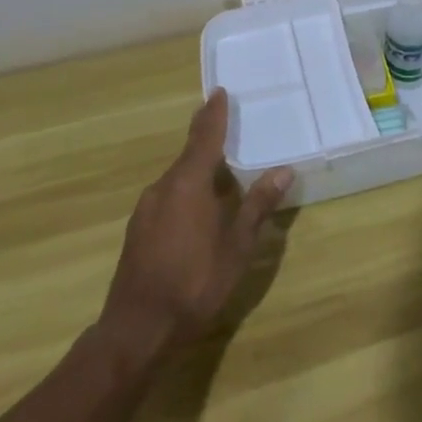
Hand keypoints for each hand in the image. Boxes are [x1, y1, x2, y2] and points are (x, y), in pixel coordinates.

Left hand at [99, 88, 292, 360]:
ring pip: (178, 180)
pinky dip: (188, 193)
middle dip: (210, 144)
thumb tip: (283, 171)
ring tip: (225, 175)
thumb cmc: (194, 282)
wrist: (138, 329)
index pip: (204, 137)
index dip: (213, 114)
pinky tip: (202, 212)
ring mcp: (146, 210)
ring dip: (200, 173)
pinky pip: (169, 198)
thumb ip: (258, 206)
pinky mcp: (139, 231)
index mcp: (188, 184)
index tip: (219, 92)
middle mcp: (162, 188)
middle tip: (233, 133)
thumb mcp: (237, 246)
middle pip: (190, 157)